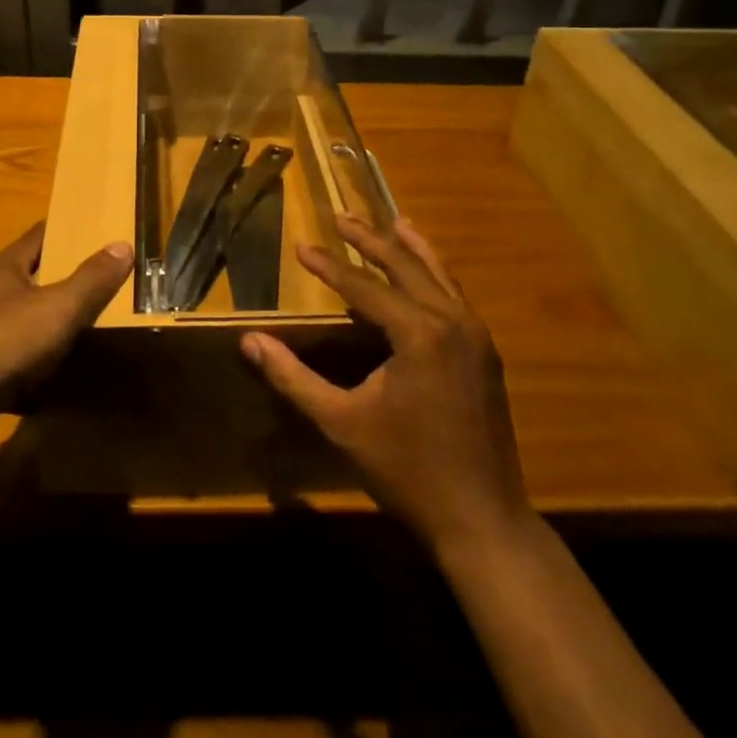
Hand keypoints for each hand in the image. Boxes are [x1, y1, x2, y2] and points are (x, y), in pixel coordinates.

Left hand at [0, 223, 132, 420]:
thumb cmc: (2, 343)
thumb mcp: (58, 308)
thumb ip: (92, 279)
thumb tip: (122, 244)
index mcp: (3, 267)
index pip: (41, 234)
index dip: (71, 231)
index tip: (102, 233)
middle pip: (33, 276)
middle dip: (66, 279)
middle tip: (107, 283)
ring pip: (24, 319)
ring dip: (51, 324)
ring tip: (91, 329)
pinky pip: (15, 359)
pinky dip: (37, 364)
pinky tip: (61, 377)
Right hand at [241, 216, 528, 553]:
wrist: (483, 520)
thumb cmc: (407, 470)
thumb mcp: (341, 423)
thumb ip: (293, 378)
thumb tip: (250, 341)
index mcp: (419, 333)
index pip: (364, 286)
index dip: (329, 266)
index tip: (301, 245)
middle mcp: (452, 322)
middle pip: (405, 266)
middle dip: (370, 240)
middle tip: (341, 216)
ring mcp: (476, 336)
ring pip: (439, 276)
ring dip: (410, 249)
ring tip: (392, 222)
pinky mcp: (486, 353)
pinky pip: (456, 297)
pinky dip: (435, 275)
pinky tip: (426, 273)